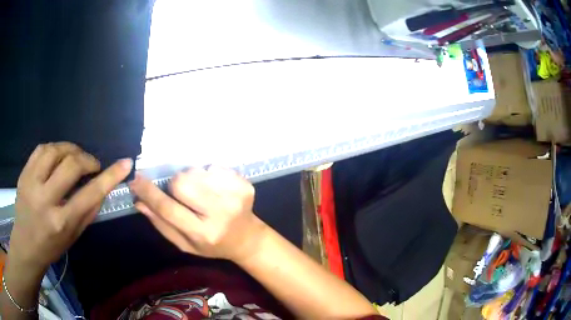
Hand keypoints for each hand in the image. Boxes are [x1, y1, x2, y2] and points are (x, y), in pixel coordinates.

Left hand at [9, 142, 132, 275]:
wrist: (25, 245)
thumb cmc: (51, 246)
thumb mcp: (73, 237)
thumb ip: (87, 212)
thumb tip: (102, 188)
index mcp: (61, 222)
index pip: (90, 194)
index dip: (110, 176)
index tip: (125, 163)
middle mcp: (45, 200)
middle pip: (71, 164)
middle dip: (87, 160)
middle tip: (91, 165)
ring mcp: (31, 183)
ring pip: (54, 150)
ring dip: (70, 149)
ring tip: (75, 156)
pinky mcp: (24, 173)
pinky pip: (41, 149)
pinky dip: (54, 148)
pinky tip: (58, 155)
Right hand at [129, 166, 265, 261]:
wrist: (246, 238)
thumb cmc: (211, 244)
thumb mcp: (184, 244)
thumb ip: (161, 224)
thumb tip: (138, 201)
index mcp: (202, 233)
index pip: (168, 208)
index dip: (148, 192)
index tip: (135, 179)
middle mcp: (220, 214)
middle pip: (182, 181)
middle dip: (176, 185)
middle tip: (183, 195)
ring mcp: (235, 196)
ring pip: (196, 170)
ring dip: (193, 179)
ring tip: (203, 194)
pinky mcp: (245, 183)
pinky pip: (213, 166)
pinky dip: (208, 175)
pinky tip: (216, 189)